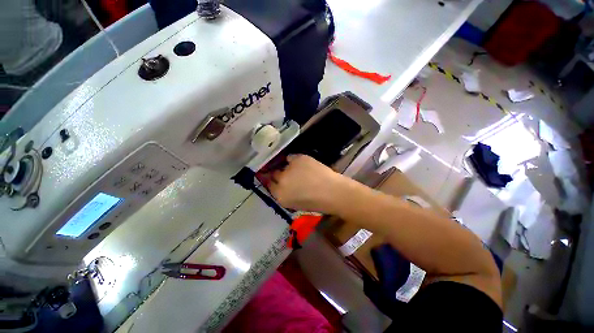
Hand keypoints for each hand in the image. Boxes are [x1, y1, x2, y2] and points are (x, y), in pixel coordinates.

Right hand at [266, 155, 346, 212]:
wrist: (333, 192)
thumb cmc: (316, 203)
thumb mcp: (295, 204)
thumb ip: (285, 195)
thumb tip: (281, 186)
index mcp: (280, 195)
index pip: (269, 185)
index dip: (273, 182)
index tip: (276, 180)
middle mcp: (281, 181)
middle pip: (274, 174)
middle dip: (279, 174)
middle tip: (288, 174)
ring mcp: (289, 168)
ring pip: (283, 165)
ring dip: (288, 167)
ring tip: (300, 170)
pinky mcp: (298, 158)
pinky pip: (291, 157)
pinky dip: (295, 160)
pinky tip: (303, 164)